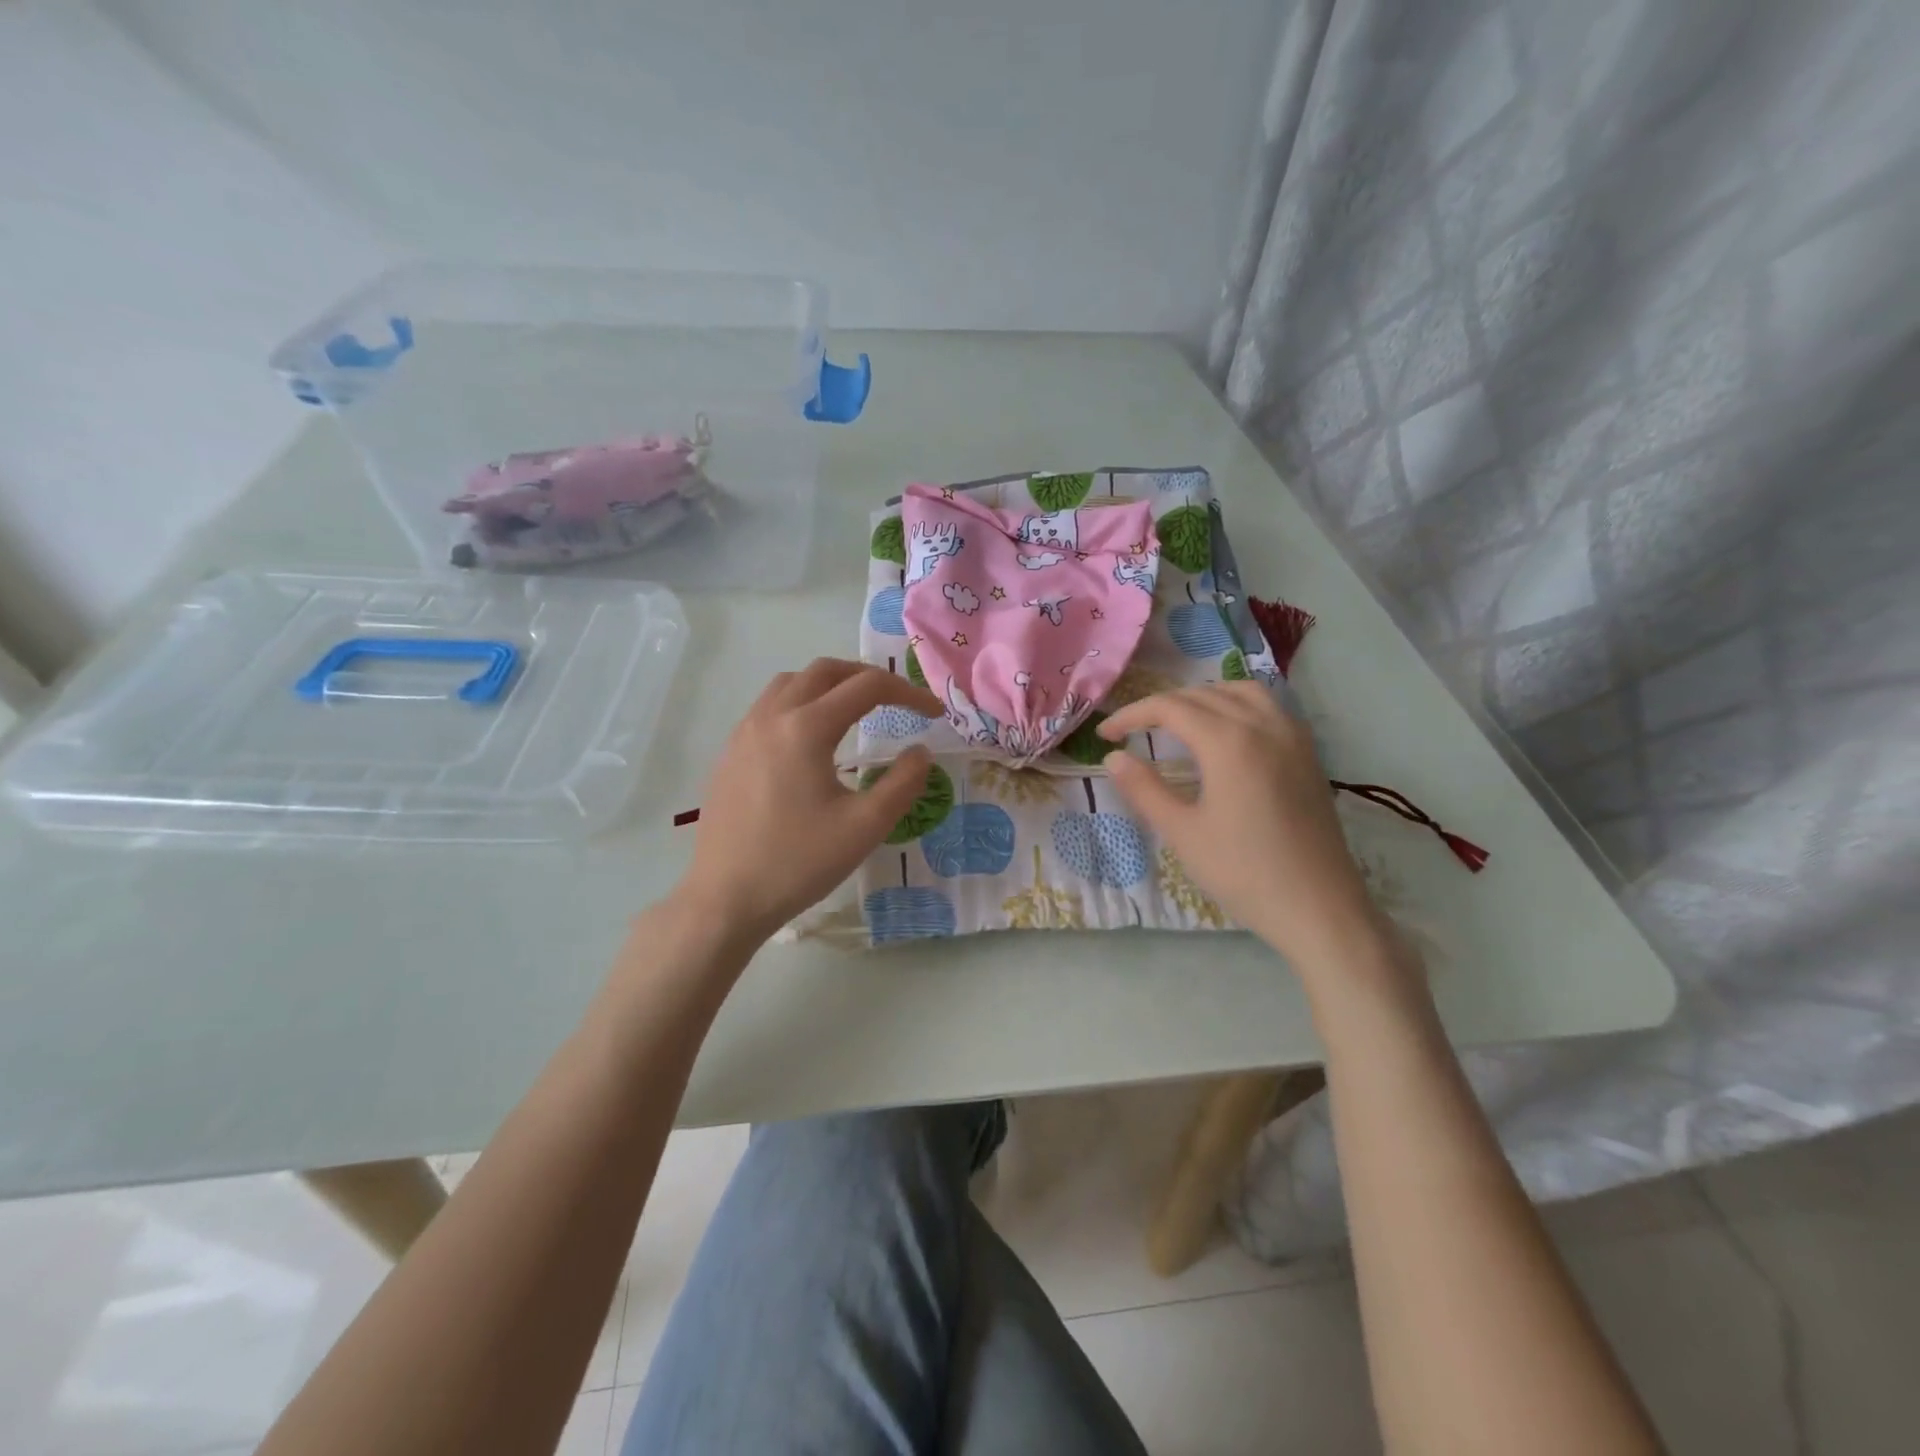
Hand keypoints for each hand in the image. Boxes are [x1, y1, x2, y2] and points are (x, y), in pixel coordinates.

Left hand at [677, 659, 941, 943]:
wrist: (726, 898)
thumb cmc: (799, 863)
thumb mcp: (865, 827)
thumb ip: (903, 783)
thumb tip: (921, 752)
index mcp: (806, 728)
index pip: (867, 687)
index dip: (908, 693)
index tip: (934, 715)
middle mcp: (771, 717)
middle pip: (825, 671)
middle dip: (867, 677)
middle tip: (897, 700)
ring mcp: (744, 733)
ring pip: (791, 683)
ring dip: (829, 685)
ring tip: (855, 710)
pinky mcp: (730, 753)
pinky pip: (769, 706)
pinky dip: (800, 703)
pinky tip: (811, 740)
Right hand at [1098, 683, 1385, 970]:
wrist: (1319, 907)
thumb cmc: (1244, 872)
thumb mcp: (1182, 832)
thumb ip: (1144, 789)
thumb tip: (1113, 757)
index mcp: (1228, 741)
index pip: (1169, 708)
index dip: (1131, 715)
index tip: (1104, 735)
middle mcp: (1263, 725)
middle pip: (1203, 695)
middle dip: (1161, 706)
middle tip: (1131, 731)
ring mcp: (1292, 736)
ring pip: (1241, 691)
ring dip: (1203, 697)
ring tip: (1178, 721)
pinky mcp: (1308, 753)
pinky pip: (1270, 706)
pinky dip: (1238, 704)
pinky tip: (1227, 731)